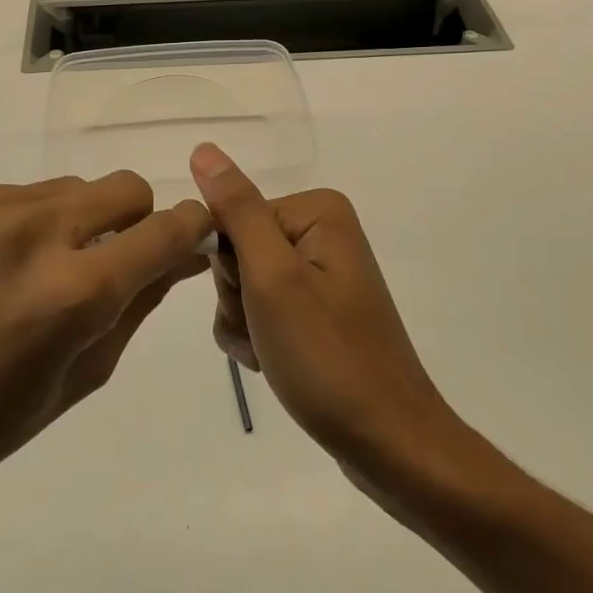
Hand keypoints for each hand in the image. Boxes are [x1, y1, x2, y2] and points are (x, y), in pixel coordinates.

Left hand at [0, 175, 211, 541]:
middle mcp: (33, 231)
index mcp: (73, 292)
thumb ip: (138, 306)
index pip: (164, 230)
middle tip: (104, 262)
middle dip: (133, 220)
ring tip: (29, 272)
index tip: (189, 235)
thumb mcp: (79, 379)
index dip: (190, 228)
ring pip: (66, 190)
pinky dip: (15, 225)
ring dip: (70, 224)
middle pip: (123, 187)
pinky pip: (10, 195)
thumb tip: (182, 256)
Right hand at [189, 144, 452, 474]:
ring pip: (243, 284)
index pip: (233, 217)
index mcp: (317, 211)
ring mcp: (321, 273)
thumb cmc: (327, 357)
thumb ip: (237, 210)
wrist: (388, 443)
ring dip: (244, 323)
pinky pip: (262, 309)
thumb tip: (204, 149)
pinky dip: (257, 337)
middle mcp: (321, 232)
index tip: (254, 301)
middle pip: (238, 250)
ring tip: (274, 354)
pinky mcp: (317, 309)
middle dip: (238, 297)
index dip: (230, 265)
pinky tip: (275, 364)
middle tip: (268, 331)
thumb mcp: (273, 278)